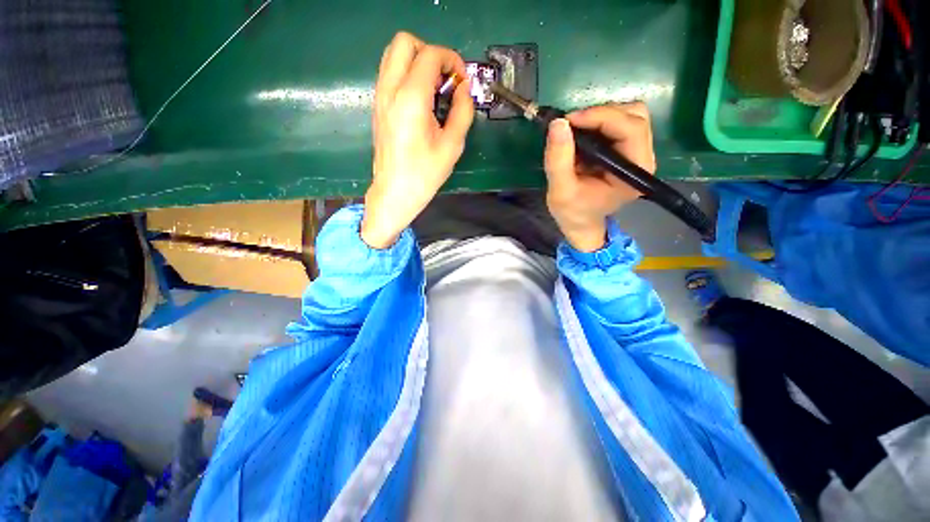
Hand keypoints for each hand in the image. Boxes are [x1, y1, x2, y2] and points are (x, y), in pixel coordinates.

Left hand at [362, 32, 474, 248]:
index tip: (462, 81)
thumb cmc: (424, 174)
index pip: (430, 55)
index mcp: (411, 99)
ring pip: (394, 55)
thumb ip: (463, 111)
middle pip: (405, 42)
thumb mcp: (452, 146)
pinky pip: (390, 74)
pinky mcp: (378, 106)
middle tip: (445, 81)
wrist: (394, 192)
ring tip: (435, 91)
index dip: (451, 60)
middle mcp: (390, 90)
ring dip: (417, 62)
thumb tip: (464, 89)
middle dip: (430, 53)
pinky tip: (422, 101)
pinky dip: (407, 75)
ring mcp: (380, 97)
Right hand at [544, 102, 655, 251]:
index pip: (630, 129)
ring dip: (601, 116)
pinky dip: (599, 122)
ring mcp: (637, 153)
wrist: (580, 223)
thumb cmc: (573, 212)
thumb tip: (558, 123)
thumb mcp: (560, 191)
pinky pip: (620, 123)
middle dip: (601, 114)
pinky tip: (582, 135)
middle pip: (635, 116)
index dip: (601, 116)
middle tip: (571, 125)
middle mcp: (643, 159)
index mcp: (633, 173)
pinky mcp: (627, 150)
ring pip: (630, 115)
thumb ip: (558, 160)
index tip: (569, 120)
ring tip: (576, 130)